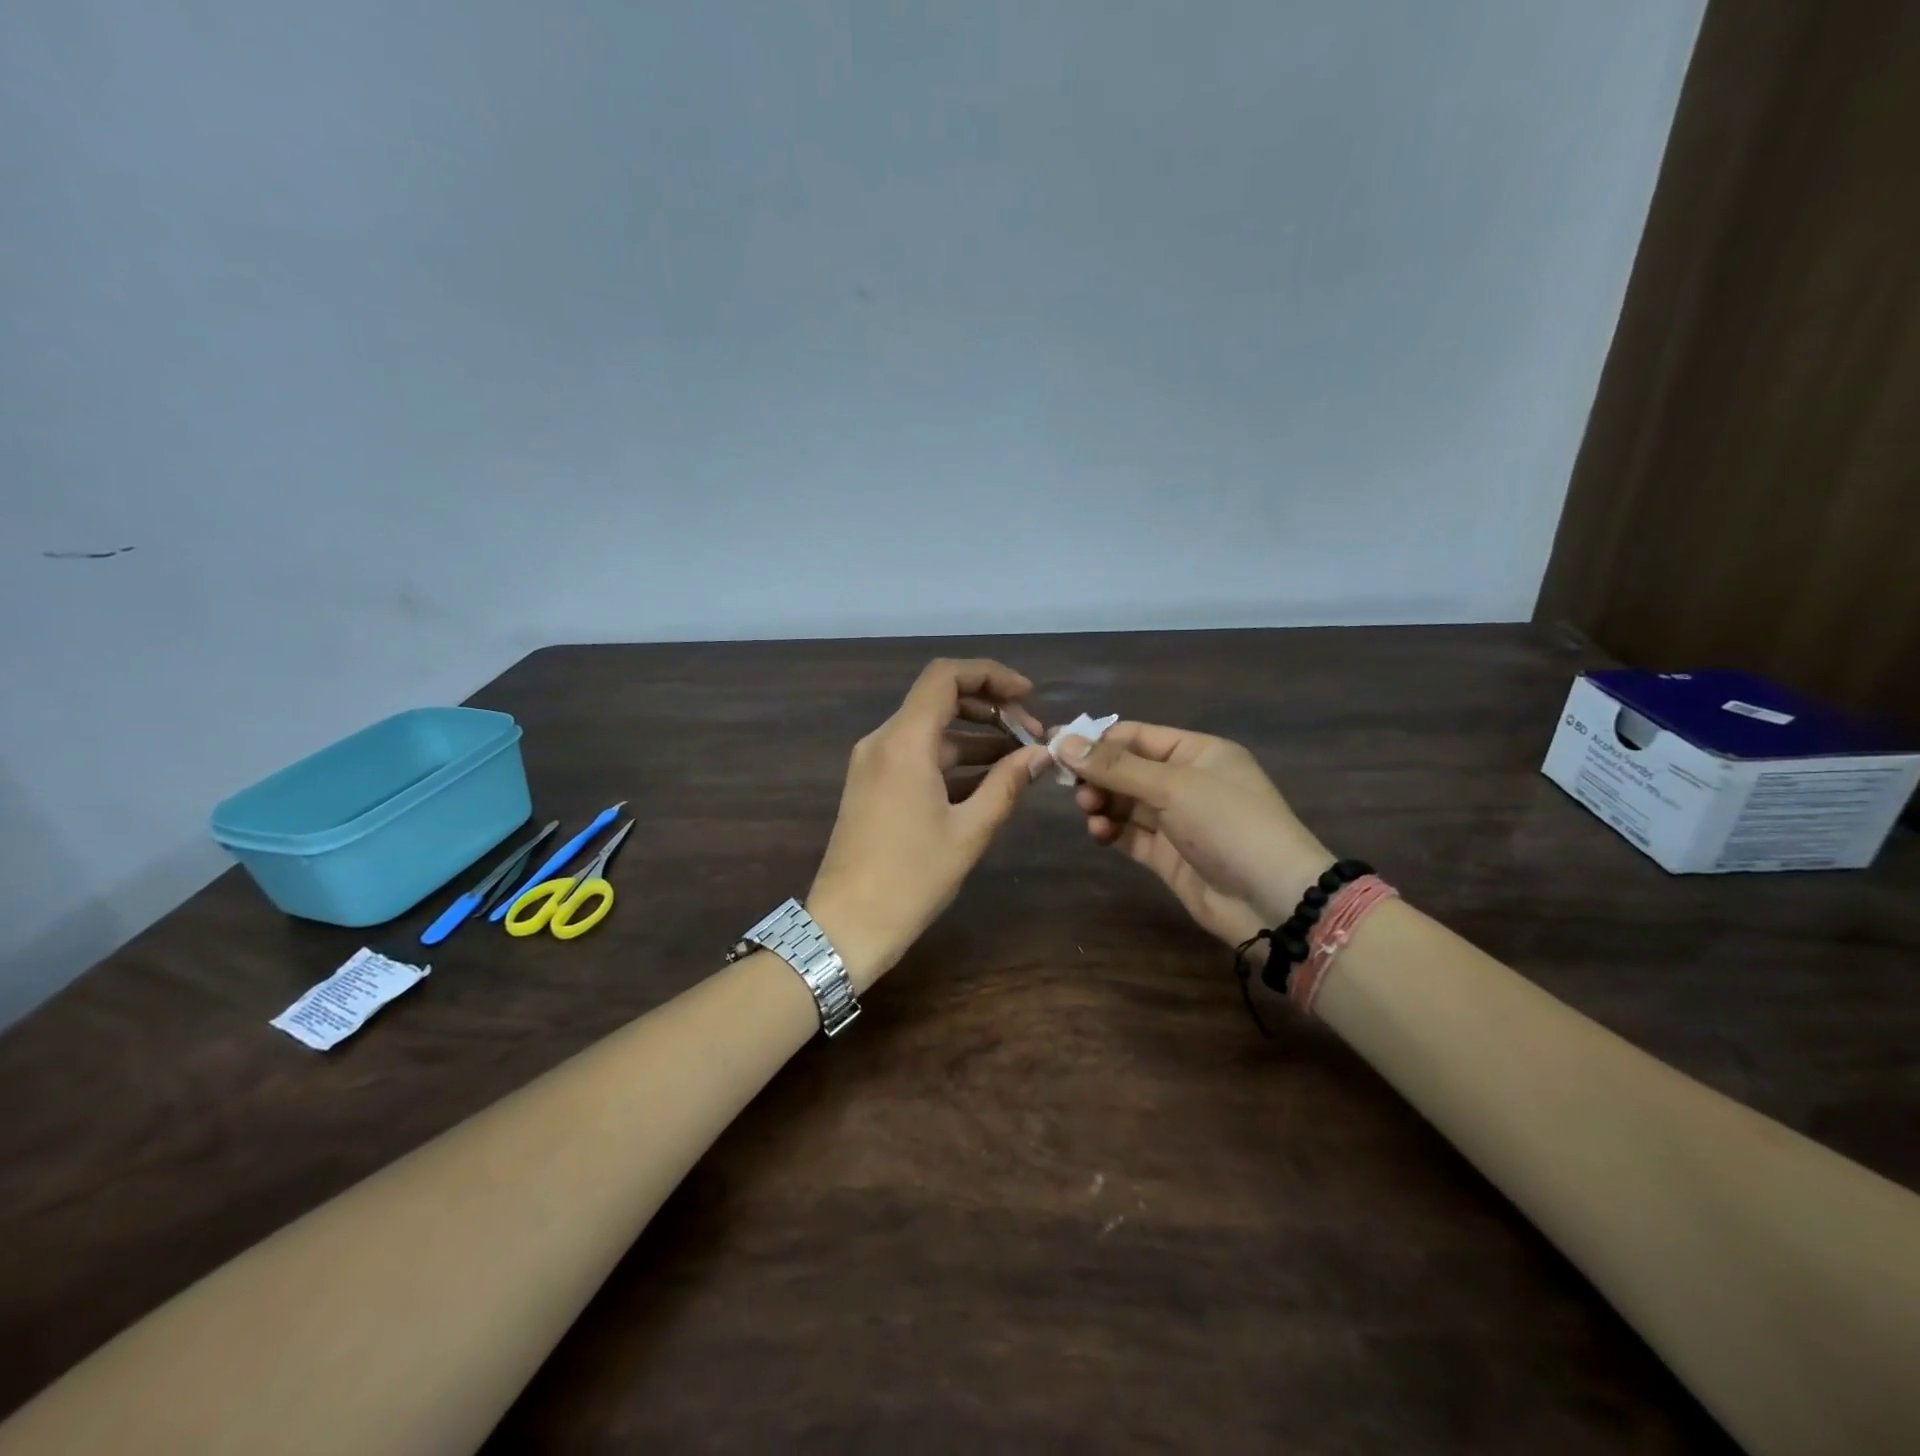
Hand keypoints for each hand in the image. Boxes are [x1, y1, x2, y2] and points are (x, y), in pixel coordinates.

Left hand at [806, 659, 1051, 988]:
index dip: (991, 675)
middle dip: (991, 710)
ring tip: (1022, 761)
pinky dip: (954, 760)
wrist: (847, 925)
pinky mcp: (873, 784)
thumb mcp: (970, 830)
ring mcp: (874, 762)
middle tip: (1032, 737)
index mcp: (904, 741)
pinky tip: (990, 781)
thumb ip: (1008, 783)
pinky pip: (918, 755)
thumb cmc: (911, 878)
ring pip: (931, 730)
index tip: (1028, 696)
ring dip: (976, 737)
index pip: (946, 676)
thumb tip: (1042, 754)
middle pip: (940, 699)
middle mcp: (884, 740)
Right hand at [1060, 723, 1331, 947]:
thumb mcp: (1173, 786)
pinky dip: (1112, 831)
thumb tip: (1064, 742)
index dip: (1097, 741)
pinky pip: (1130, 834)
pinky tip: (1100, 833)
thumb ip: (1116, 767)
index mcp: (1197, 752)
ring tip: (1091, 812)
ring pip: (1125, 803)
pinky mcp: (1168, 855)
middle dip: (1098, 776)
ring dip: (1103, 804)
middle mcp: (1186, 782)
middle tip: (1076, 790)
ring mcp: (1177, 820)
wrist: (1273, 900)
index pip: (1137, 736)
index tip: (1058, 748)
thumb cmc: (1229, 824)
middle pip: (1127, 770)